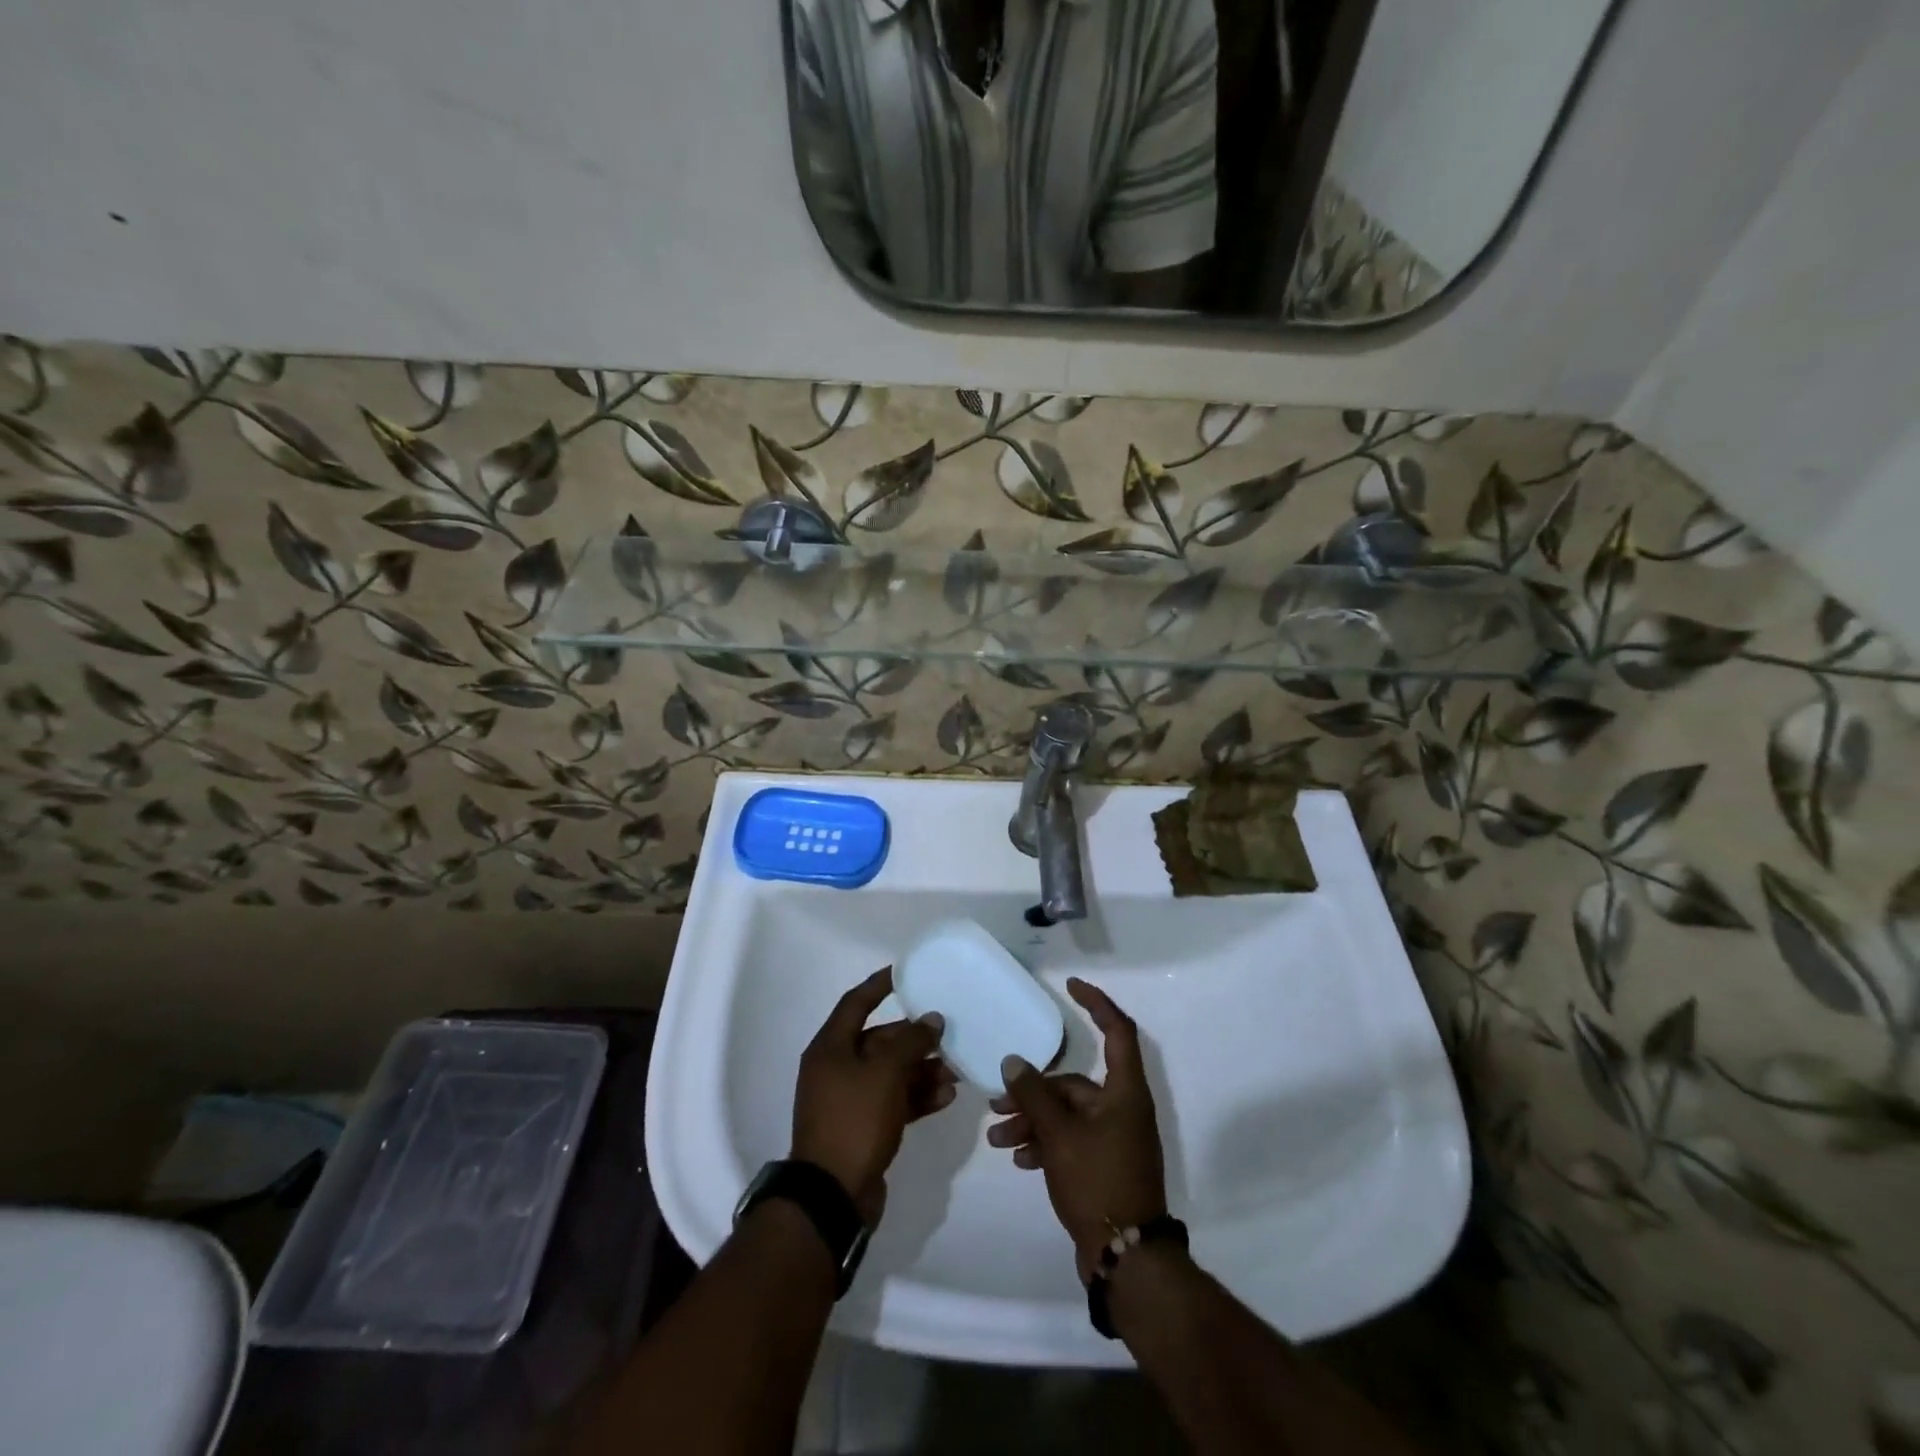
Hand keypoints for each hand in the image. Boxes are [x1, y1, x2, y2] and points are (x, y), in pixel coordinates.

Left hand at [791, 965, 956, 1222]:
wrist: (833, 1196)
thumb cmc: (854, 1120)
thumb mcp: (885, 1073)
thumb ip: (910, 1042)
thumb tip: (931, 1020)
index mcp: (830, 1048)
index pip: (856, 1003)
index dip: (880, 985)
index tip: (906, 972)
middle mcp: (837, 1069)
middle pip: (879, 1041)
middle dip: (914, 1039)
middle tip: (948, 1033)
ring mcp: (850, 1101)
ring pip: (891, 1074)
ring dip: (922, 1069)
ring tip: (956, 1069)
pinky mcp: (864, 1128)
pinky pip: (894, 1102)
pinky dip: (917, 1096)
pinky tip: (946, 1096)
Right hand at [988, 977, 1167, 1279]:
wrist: (1127, 1258)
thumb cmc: (1097, 1181)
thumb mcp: (1059, 1135)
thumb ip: (1034, 1094)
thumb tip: (1013, 1061)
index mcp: (1124, 1091)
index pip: (1117, 1031)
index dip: (1096, 1003)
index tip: (1070, 986)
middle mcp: (1122, 1108)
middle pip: (1074, 1083)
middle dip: (1033, 1092)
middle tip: (996, 1104)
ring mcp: (1115, 1138)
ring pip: (1068, 1114)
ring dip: (1033, 1121)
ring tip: (998, 1139)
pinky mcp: (1105, 1164)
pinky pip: (1071, 1140)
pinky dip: (1046, 1144)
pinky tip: (1019, 1159)